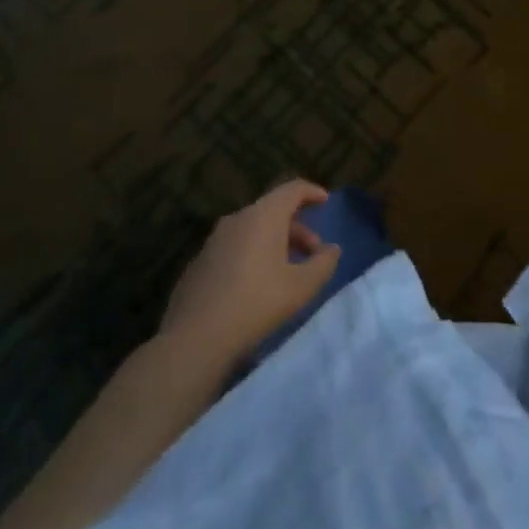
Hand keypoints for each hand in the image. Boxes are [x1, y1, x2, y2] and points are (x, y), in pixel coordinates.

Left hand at [160, 180, 341, 370]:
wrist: (195, 338)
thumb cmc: (256, 304)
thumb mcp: (300, 287)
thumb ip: (322, 264)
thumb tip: (333, 249)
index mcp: (263, 215)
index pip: (292, 189)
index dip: (311, 192)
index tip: (325, 202)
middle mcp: (238, 218)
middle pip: (273, 211)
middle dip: (297, 227)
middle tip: (313, 252)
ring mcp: (215, 239)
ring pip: (253, 229)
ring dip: (275, 242)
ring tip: (287, 270)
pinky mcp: (200, 261)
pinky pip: (234, 247)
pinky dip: (252, 254)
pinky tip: (256, 285)